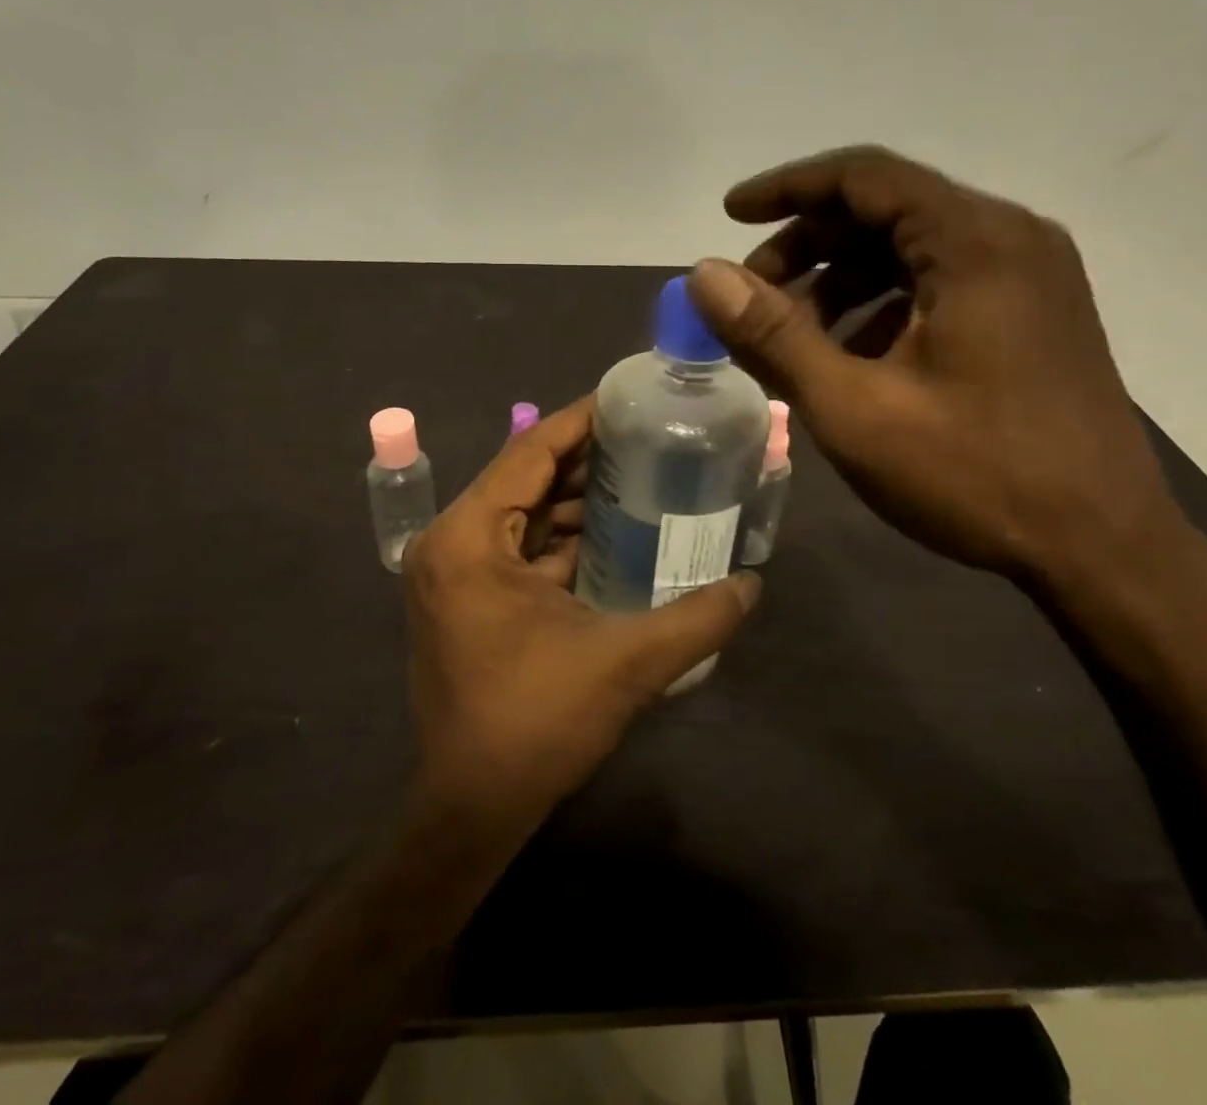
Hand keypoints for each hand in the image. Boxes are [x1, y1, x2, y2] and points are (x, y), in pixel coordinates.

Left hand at [402, 396, 760, 837]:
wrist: (473, 808)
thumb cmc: (535, 724)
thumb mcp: (624, 663)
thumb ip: (697, 619)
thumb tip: (754, 584)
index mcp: (469, 538)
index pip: (530, 452)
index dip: (581, 420)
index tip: (629, 398)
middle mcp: (452, 542)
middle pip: (526, 476)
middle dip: (587, 457)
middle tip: (649, 437)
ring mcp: (456, 572)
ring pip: (524, 512)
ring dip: (578, 497)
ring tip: (643, 476)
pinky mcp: (468, 598)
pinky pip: (520, 546)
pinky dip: (563, 535)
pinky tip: (615, 531)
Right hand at [687, 146, 1182, 582]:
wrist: (1103, 548)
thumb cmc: (975, 474)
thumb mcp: (854, 408)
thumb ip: (774, 335)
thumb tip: (704, 274)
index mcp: (974, 242)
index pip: (863, 176)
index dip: (787, 189)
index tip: (730, 214)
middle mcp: (1009, 238)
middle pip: (886, 210)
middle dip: (809, 245)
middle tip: (754, 296)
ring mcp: (1031, 275)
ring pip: (912, 248)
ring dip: (843, 279)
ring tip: (796, 336)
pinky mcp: (1035, 312)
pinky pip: (942, 282)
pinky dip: (885, 304)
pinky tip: (854, 357)